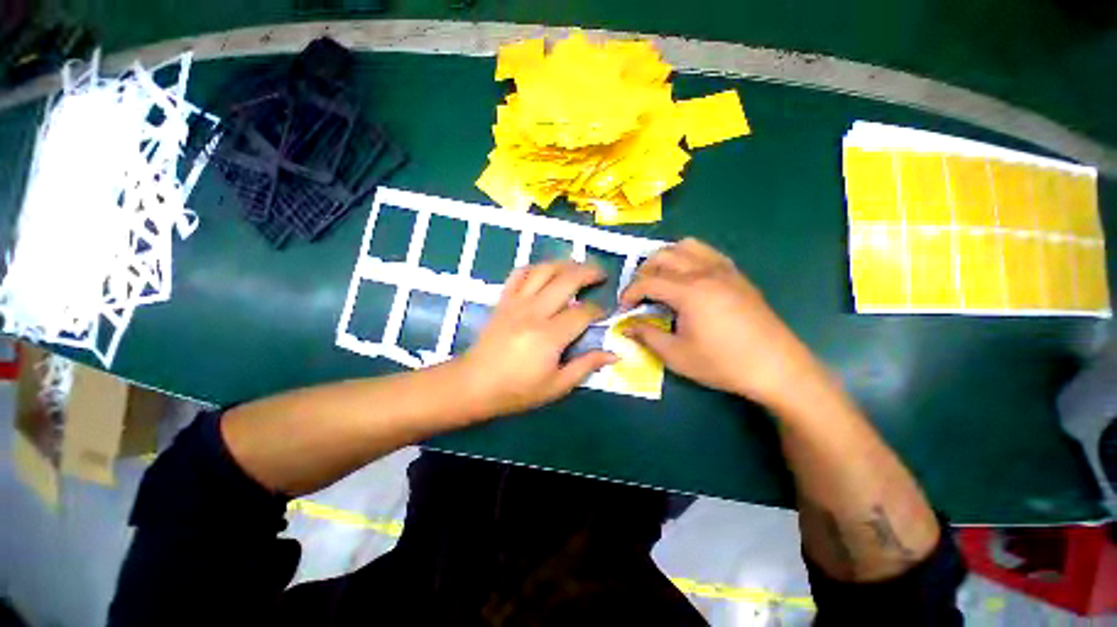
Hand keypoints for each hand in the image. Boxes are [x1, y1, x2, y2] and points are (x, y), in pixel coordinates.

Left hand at [458, 261, 616, 416]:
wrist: (474, 384)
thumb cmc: (517, 390)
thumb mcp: (556, 386)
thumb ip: (586, 366)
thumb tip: (614, 354)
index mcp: (549, 336)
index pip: (583, 312)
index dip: (599, 310)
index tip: (607, 312)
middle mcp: (534, 312)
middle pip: (567, 280)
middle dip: (589, 273)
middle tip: (602, 275)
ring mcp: (516, 302)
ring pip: (544, 270)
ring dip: (565, 264)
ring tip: (579, 267)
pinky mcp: (504, 300)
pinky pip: (520, 273)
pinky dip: (536, 268)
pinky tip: (545, 272)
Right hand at [619, 238, 817, 405]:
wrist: (777, 368)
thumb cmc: (723, 363)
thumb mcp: (677, 355)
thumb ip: (647, 336)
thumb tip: (625, 327)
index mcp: (688, 291)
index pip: (647, 281)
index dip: (630, 293)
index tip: (623, 309)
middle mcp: (704, 272)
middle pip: (663, 256)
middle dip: (643, 272)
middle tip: (639, 294)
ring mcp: (724, 270)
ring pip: (686, 246)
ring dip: (666, 259)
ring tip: (661, 279)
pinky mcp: (738, 276)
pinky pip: (708, 253)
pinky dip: (689, 258)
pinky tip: (689, 278)